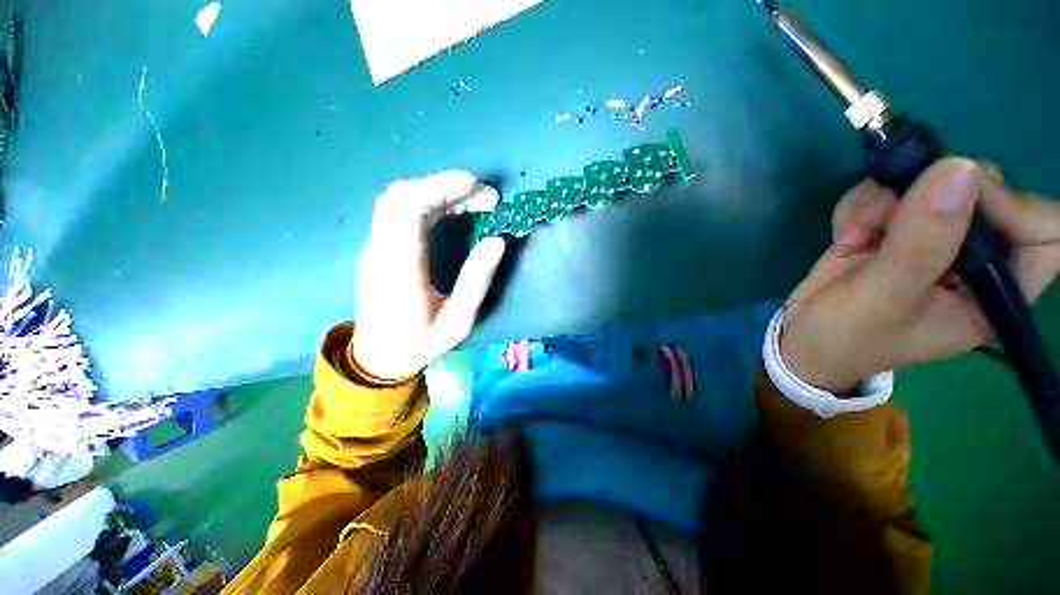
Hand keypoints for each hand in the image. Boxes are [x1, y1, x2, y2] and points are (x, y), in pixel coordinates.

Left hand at [352, 171, 505, 380]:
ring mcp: (375, 247)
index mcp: (400, 268)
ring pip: (398, 200)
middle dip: (445, 185)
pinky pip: (398, 212)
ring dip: (436, 191)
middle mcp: (381, 250)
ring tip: (472, 200)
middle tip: (483, 195)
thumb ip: (476, 282)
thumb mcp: (458, 322)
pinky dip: (427, 202)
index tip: (477, 186)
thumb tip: (497, 241)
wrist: (377, 358)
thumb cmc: (419, 344)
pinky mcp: (378, 249)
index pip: (409, 208)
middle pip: (401, 195)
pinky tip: (451, 210)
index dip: (442, 187)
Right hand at [782, 158, 1059, 391]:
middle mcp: (978, 257)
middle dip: (931, 193)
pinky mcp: (899, 225)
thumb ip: (921, 243)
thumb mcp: (884, 298)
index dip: (1013, 206)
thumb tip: (956, 168)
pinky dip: (861, 204)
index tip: (955, 204)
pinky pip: (893, 188)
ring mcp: (937, 237)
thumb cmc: (849, 335)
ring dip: (883, 200)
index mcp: (997, 290)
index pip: (1045, 230)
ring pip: (933, 180)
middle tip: (885, 218)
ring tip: (852, 235)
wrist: (804, 336)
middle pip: (986, 190)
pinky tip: (845, 235)